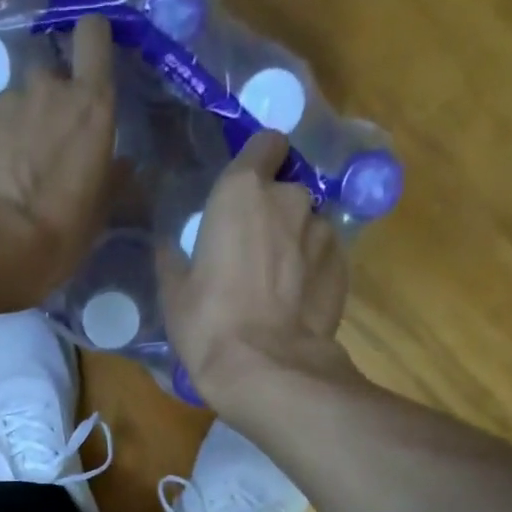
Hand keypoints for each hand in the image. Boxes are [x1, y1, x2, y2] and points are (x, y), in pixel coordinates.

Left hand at [0, 15, 116, 287]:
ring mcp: (4, 100)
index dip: (90, 41)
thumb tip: (123, 166)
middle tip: (44, 147)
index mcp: (91, 106)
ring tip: (8, 171)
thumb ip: (112, 180)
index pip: (94, 36)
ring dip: (15, 127)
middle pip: (50, 76)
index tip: (88, 62)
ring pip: (14, 103)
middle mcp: (48, 89)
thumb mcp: (98, 214)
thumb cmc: (58, 233)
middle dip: (48, 103)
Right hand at [160, 131, 355, 409]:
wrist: (266, 368)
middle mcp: (290, 198)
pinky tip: (294, 303)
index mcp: (242, 191)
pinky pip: (323, 257)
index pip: (267, 143)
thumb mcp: (174, 293)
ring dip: (293, 242)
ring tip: (275, 283)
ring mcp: (323, 231)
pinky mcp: (343, 266)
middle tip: (251, 250)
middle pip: (285, 189)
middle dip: (272, 211)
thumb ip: (174, 258)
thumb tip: (169, 245)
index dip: (258, 160)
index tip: (245, 186)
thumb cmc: (209, 323)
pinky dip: (311, 271)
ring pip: (306, 224)